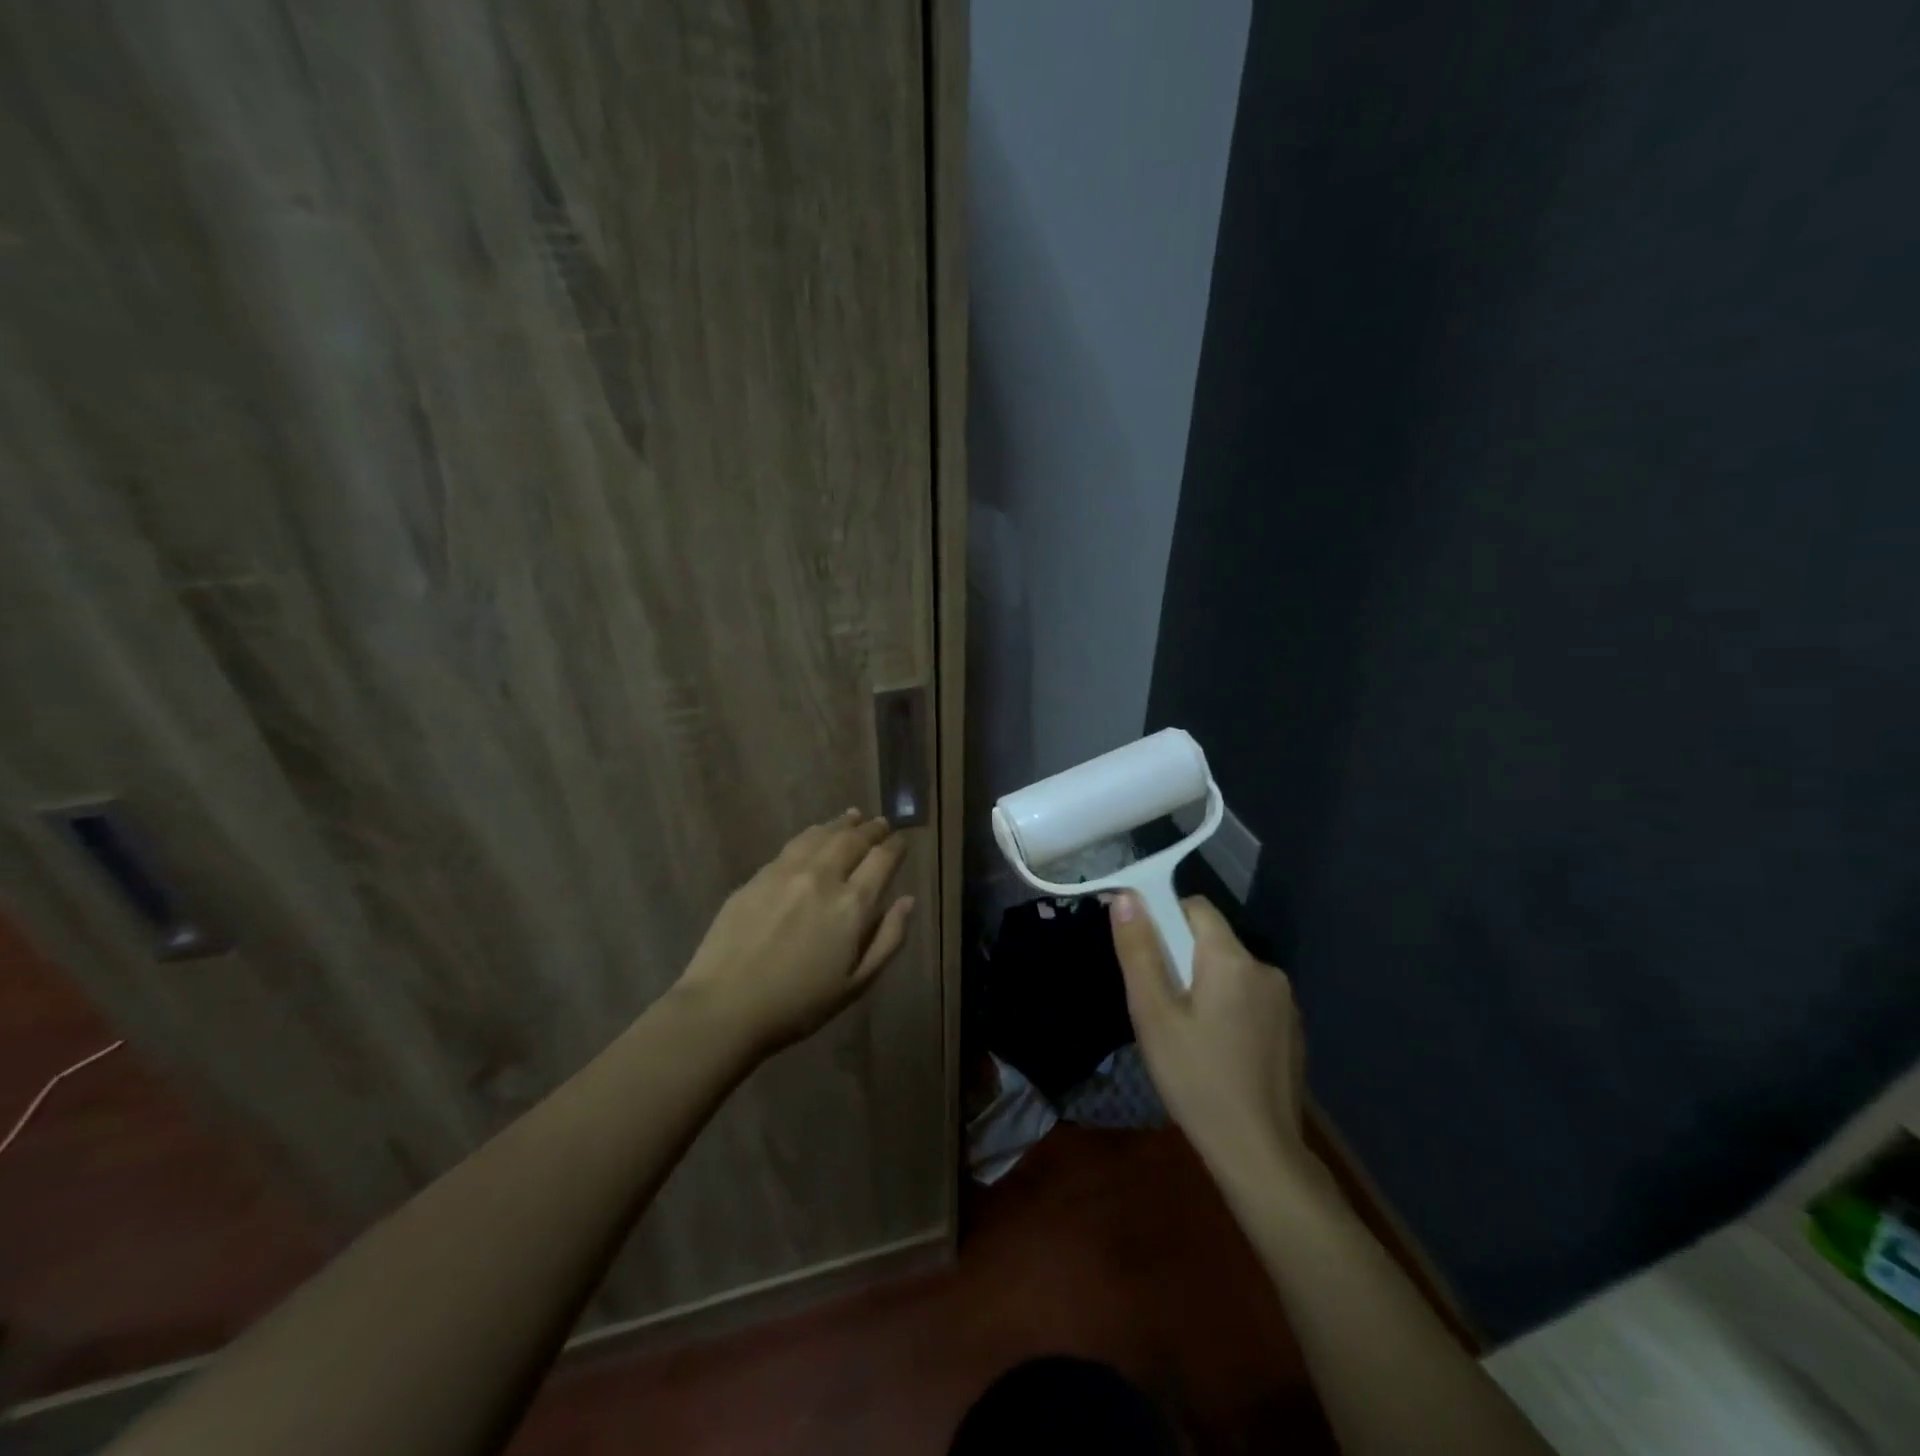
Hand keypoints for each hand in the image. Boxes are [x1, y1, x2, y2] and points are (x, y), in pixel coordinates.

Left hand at [673, 809, 914, 1056]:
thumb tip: (908, 901)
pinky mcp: (758, 876)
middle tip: (881, 823)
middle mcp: (823, 877)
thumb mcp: (856, 984)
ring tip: (853, 817)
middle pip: (853, 840)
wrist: (724, 1006)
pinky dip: (813, 833)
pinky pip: (793, 844)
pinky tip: (815, 835)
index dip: (895, 847)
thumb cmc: (798, 1005)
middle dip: (872, 829)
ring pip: (822, 835)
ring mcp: (787, 872)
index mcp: (852, 906)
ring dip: (842, 824)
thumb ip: (888, 939)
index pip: (882, 860)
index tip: (902, 841)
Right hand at [1109, 893, 1317, 1189]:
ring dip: (1206, 983)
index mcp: (1232, 959)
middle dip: (1181, 957)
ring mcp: (1285, 1002)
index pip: (1195, 907)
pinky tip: (1217, 1049)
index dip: (1164, 917)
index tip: (1143, 952)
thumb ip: (1139, 951)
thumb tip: (1127, 897)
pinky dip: (1229, 1007)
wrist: (1259, 1153)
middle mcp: (1265, 969)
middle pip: (1213, 940)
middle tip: (1158, 1002)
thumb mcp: (1153, 1014)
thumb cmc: (1196, 1079)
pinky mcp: (1292, 1030)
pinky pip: (1251, 998)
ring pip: (1231, 970)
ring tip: (1184, 1030)